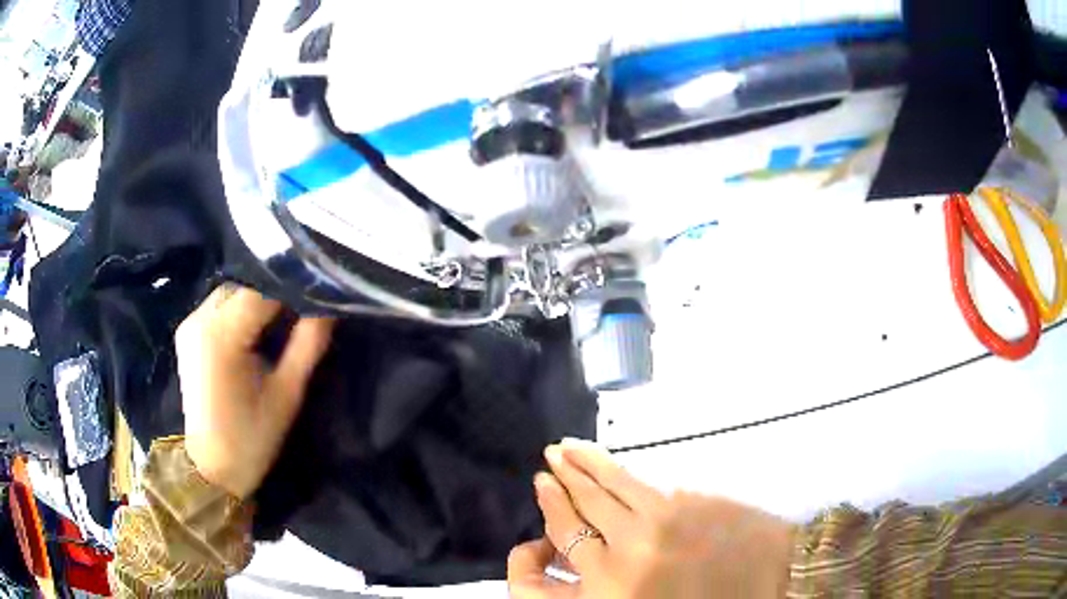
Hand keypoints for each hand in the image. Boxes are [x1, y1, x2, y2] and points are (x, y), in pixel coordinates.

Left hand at [175, 285, 334, 498]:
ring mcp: (189, 324)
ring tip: (278, 325)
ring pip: (231, 293)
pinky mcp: (186, 332)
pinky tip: (253, 333)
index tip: (317, 297)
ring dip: (256, 301)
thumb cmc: (251, 439)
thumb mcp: (288, 395)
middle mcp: (199, 320)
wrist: (211, 468)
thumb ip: (308, 344)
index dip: (292, 288)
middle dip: (274, 294)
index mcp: (222, 336)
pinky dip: (239, 311)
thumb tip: (330, 305)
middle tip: (301, 315)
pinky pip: (219, 307)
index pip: (263, 289)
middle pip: (245, 286)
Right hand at [508, 440, 795, 597]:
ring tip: (563, 447)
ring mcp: (655, 522)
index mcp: (612, 587)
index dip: (550, 513)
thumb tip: (589, 545)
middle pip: (581, 512)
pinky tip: (607, 460)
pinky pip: (640, 483)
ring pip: (607, 488)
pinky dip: (616, 468)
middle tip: (547, 463)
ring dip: (582, 464)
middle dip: (560, 485)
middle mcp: (624, 553)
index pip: (565, 542)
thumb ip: (610, 577)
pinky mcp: (683, 501)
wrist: (774, 579)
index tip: (543, 490)